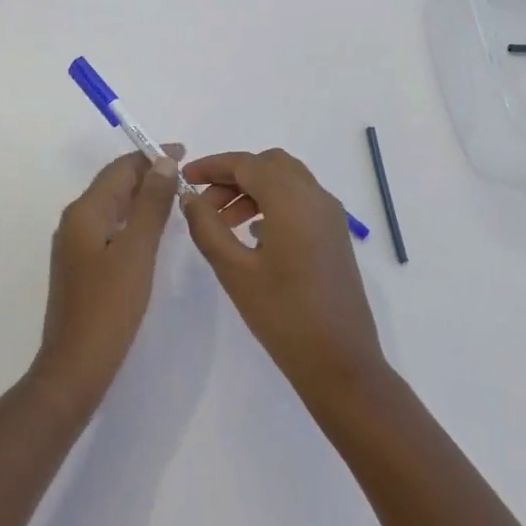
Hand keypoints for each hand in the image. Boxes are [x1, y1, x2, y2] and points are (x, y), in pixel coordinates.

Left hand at [33, 147, 183, 407]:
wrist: (75, 367)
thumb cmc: (109, 306)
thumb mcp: (136, 251)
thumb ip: (151, 205)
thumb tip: (163, 163)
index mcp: (85, 212)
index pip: (120, 170)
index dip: (150, 157)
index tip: (184, 152)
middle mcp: (75, 222)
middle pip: (114, 184)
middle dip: (147, 174)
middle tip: (185, 172)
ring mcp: (76, 246)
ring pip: (113, 206)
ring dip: (142, 196)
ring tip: (175, 194)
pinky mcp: (82, 267)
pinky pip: (111, 227)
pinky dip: (133, 219)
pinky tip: (152, 230)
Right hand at [180, 149, 386, 401]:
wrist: (340, 362)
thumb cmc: (283, 315)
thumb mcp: (234, 270)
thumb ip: (207, 227)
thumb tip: (190, 198)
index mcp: (292, 199)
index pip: (246, 163)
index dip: (212, 165)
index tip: (184, 178)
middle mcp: (316, 197)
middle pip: (269, 165)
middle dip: (233, 176)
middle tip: (204, 203)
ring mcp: (330, 216)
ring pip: (286, 181)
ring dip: (253, 190)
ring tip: (223, 223)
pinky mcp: (335, 235)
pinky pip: (300, 201)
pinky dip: (273, 204)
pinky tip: (253, 236)